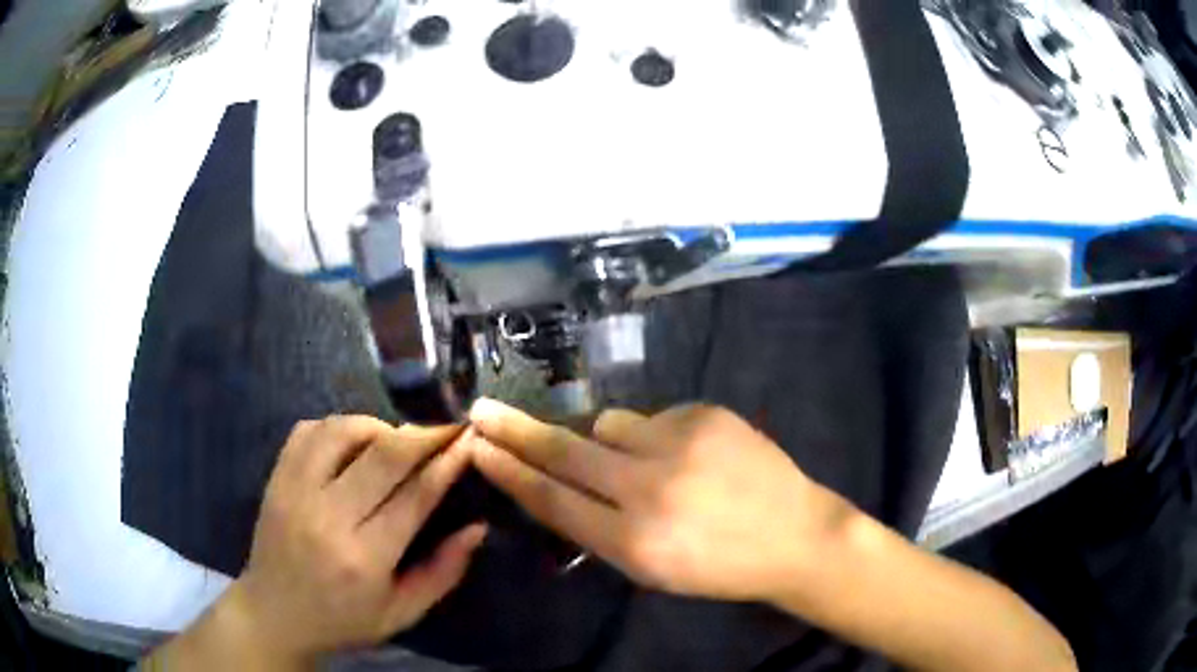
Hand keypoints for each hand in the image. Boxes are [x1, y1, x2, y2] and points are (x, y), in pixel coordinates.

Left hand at [220, 417, 484, 663]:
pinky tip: (353, 442)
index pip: (414, 496)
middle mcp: (327, 517)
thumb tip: (477, 527)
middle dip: (423, 433)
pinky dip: (337, 426)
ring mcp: (295, 491)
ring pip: (342, 430)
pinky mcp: (276, 478)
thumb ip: (443, 572)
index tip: (468, 440)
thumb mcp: (402, 612)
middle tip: (446, 425)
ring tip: (397, 439)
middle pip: (383, 455)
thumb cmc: (344, 620)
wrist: (275, 614)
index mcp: (364, 558)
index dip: (447, 463)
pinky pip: (308, 430)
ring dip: (379, 425)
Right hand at [466, 400, 849, 601]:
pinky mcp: (705, 415)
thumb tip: (557, 480)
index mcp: (634, 542)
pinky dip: (659, 437)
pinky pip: (655, 418)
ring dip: (610, 440)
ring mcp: (680, 444)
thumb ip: (599, 528)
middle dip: (517, 431)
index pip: (553, 500)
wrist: (795, 534)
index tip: (478, 448)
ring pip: (609, 423)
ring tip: (650, 465)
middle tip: (483, 410)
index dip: (511, 472)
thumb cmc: (718, 566)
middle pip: (564, 451)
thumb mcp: (650, 568)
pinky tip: (692, 458)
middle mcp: (650, 489)